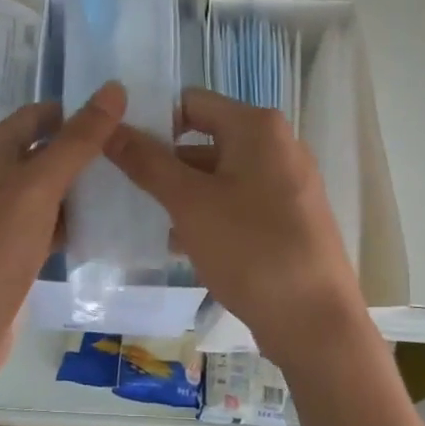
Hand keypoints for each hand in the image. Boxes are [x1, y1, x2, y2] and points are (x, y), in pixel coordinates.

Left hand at [0, 83, 127, 376]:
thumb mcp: (38, 187)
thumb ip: (77, 140)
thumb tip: (114, 88)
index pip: (37, 115)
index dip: (77, 113)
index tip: (125, 119)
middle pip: (42, 151)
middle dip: (84, 153)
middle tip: (136, 154)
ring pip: (46, 191)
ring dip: (81, 189)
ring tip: (132, 186)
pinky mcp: (7, 250)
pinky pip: (44, 224)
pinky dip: (70, 222)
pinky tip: (105, 227)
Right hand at [104, 87, 365, 361]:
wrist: (315, 323)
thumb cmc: (250, 249)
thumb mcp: (189, 203)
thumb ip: (146, 162)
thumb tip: (109, 127)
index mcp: (257, 127)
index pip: (190, 102)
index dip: (152, 120)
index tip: (117, 148)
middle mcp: (277, 145)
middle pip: (205, 138)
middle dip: (163, 161)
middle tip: (121, 184)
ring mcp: (286, 183)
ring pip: (218, 174)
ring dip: (180, 192)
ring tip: (140, 216)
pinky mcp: (287, 218)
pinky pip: (236, 202)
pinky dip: (206, 213)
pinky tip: (176, 243)